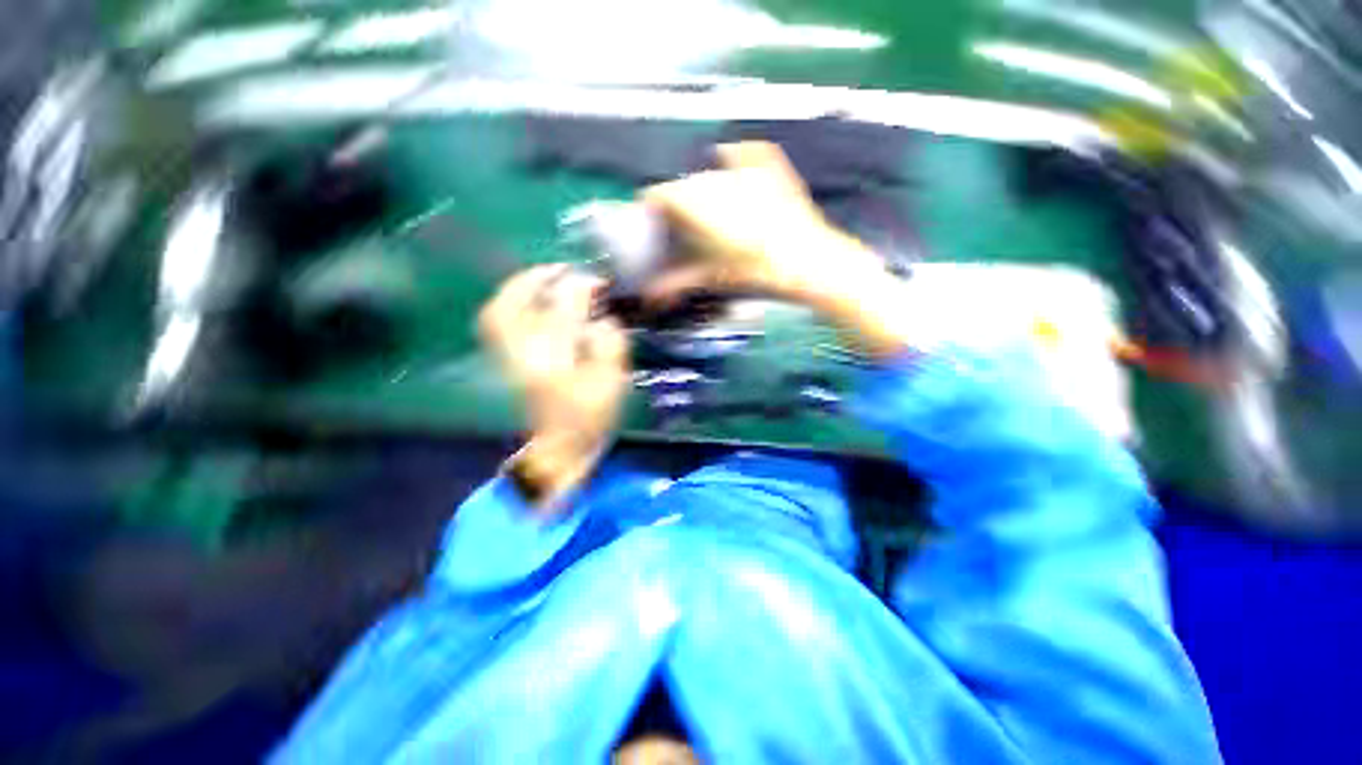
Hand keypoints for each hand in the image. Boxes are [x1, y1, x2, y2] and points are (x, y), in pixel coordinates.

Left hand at [478, 265, 628, 508]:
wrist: (559, 450)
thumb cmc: (591, 419)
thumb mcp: (613, 382)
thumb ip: (609, 344)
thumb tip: (600, 315)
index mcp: (555, 360)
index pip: (563, 310)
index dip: (581, 288)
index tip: (598, 282)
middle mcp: (523, 354)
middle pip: (517, 304)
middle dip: (539, 278)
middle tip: (562, 270)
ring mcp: (507, 358)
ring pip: (500, 311)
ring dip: (520, 288)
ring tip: (544, 279)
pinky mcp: (504, 362)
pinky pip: (496, 324)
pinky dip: (510, 305)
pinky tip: (530, 301)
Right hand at [642, 142, 908, 357]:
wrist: (814, 265)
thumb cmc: (761, 273)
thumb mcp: (717, 278)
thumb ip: (680, 282)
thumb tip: (651, 294)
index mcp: (704, 206)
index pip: (664, 193)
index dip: (652, 202)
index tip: (649, 216)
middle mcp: (722, 181)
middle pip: (687, 184)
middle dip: (678, 201)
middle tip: (679, 224)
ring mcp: (751, 173)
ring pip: (713, 172)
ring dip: (702, 187)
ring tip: (707, 209)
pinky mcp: (775, 172)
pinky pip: (750, 152)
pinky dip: (737, 154)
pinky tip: (730, 156)